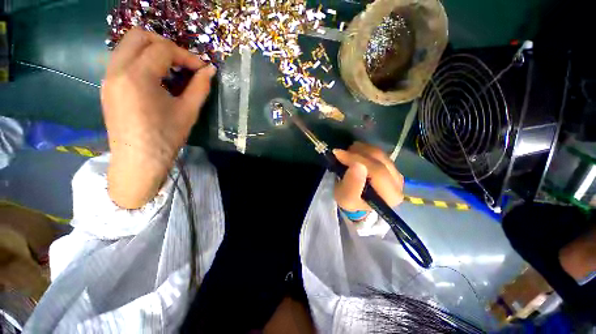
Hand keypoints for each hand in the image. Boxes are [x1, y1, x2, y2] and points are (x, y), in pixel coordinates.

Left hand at [101, 27, 215, 208]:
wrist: (138, 160)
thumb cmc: (166, 138)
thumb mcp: (188, 112)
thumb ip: (200, 87)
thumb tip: (210, 70)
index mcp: (137, 77)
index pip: (163, 49)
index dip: (187, 56)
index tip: (201, 69)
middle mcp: (117, 70)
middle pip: (138, 36)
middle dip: (166, 44)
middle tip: (183, 63)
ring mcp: (108, 77)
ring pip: (128, 45)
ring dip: (152, 50)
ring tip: (171, 69)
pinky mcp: (107, 85)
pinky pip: (123, 59)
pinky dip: (142, 60)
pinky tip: (156, 78)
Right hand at [333, 142, 403, 212]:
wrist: (355, 200)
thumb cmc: (350, 201)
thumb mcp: (346, 198)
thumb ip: (352, 185)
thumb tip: (357, 165)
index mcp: (390, 196)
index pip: (377, 172)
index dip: (357, 159)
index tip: (338, 154)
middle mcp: (398, 183)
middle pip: (379, 160)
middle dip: (357, 153)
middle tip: (340, 153)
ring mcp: (396, 172)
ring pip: (379, 153)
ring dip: (359, 150)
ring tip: (346, 153)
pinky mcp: (391, 165)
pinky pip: (378, 152)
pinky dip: (363, 149)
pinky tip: (354, 153)